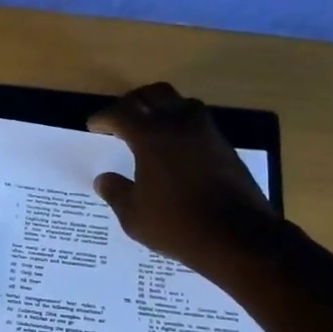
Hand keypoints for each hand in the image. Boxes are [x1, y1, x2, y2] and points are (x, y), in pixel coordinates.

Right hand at [88, 82, 280, 278]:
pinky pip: (198, 121)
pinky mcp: (224, 145)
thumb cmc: (177, 225)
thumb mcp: (134, 216)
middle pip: (153, 94)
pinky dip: (182, 124)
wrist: (238, 237)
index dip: (104, 117)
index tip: (94, 126)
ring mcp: (206, 132)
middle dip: (133, 102)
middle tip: (121, 118)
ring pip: (180, 102)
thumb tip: (103, 179)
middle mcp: (179, 124)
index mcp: (151, 137)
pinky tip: (175, 146)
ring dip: (161, 107)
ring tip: (151, 126)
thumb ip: (116, 192)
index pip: (121, 113)